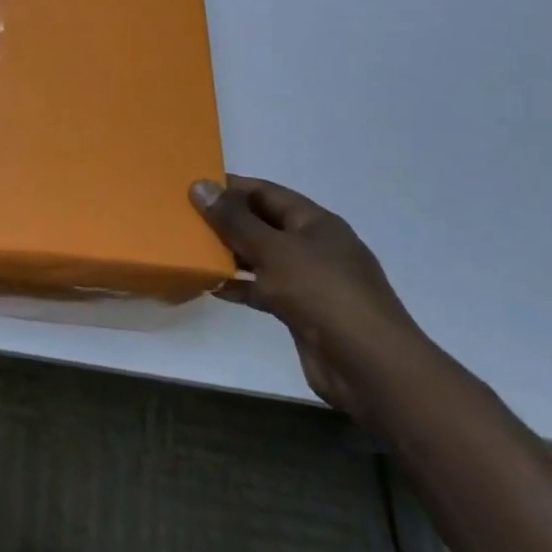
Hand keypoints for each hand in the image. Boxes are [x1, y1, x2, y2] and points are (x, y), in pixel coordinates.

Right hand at [191, 176, 426, 419]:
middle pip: (263, 224)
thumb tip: (200, 185)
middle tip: (183, 217)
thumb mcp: (274, 250)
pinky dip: (240, 287)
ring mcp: (309, 281)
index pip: (267, 193)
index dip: (231, 187)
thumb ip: (235, 220)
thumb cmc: (322, 293)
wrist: (368, 365)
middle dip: (226, 220)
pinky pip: (263, 290)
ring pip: (261, 258)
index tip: (193, 186)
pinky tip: (211, 287)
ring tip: (190, 250)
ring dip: (230, 254)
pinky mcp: (301, 312)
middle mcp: (314, 247)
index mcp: (316, 223)